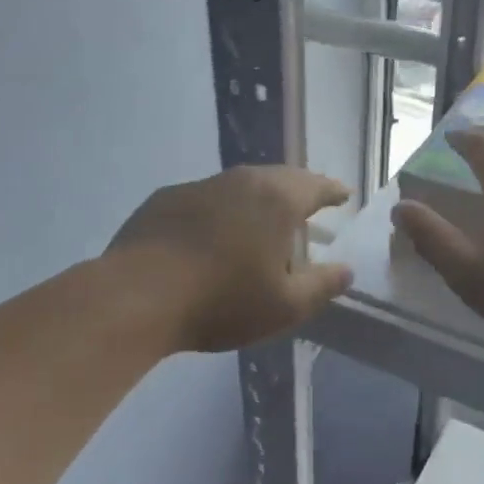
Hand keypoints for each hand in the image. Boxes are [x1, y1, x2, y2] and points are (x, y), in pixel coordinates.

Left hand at [107, 166, 353, 352]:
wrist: (138, 296)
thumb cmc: (222, 301)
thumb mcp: (284, 306)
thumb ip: (321, 286)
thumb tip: (346, 270)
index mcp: (276, 200)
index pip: (315, 186)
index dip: (332, 190)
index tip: (343, 194)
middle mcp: (239, 181)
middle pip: (278, 178)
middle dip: (297, 189)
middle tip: (309, 202)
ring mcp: (198, 187)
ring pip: (239, 185)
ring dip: (257, 199)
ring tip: (263, 217)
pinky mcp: (164, 199)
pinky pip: (206, 198)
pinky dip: (220, 210)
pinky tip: (214, 233)